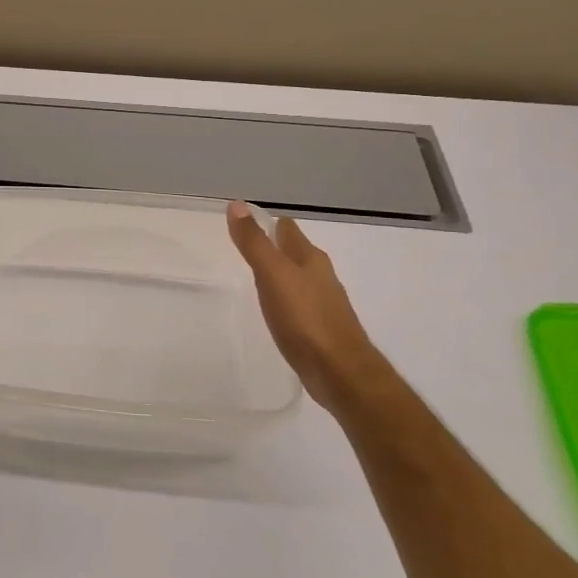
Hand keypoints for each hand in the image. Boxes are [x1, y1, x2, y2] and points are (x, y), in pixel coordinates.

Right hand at [226, 202, 384, 410]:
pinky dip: (285, 300)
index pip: (287, 230)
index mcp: (310, 259)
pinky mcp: (320, 329)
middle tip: (245, 248)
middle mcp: (320, 276)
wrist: (339, 372)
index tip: (243, 224)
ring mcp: (323, 304)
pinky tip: (275, 310)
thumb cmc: (305, 318)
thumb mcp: (273, 274)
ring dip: (280, 274)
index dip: (267, 223)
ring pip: (298, 279)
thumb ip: (254, 242)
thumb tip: (237, 205)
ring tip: (256, 276)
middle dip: (274, 248)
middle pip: (295, 253)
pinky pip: (299, 305)